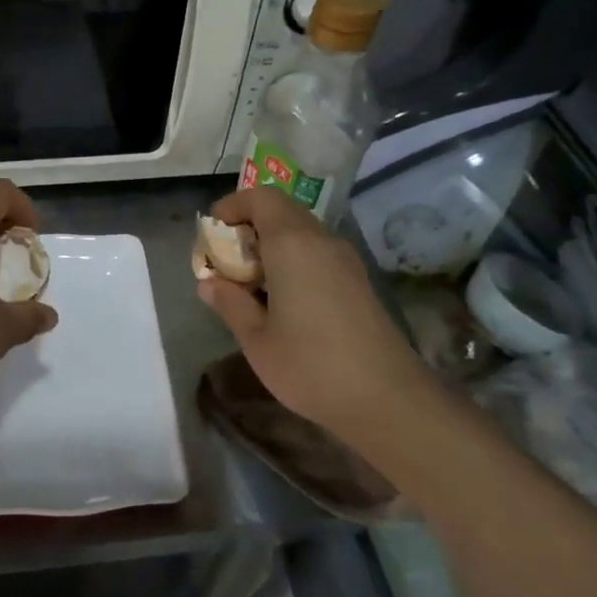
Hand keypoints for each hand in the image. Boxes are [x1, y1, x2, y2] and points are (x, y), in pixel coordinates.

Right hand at [197, 187, 420, 434]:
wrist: (387, 398)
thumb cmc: (311, 365)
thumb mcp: (255, 339)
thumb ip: (229, 302)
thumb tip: (209, 283)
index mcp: (292, 244)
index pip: (260, 197)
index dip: (231, 207)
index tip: (211, 237)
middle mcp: (321, 241)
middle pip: (280, 211)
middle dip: (247, 227)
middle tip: (225, 263)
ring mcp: (345, 260)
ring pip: (300, 232)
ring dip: (270, 246)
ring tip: (249, 284)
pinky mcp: (357, 281)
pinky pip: (316, 252)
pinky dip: (292, 261)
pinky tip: (281, 301)